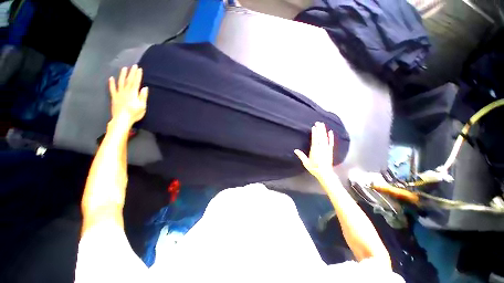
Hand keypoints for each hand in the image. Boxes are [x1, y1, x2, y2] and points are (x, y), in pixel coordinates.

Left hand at [109, 65, 148, 124]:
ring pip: (121, 82)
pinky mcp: (114, 97)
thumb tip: (144, 88)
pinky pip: (112, 89)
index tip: (139, 69)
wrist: (122, 119)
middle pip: (129, 80)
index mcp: (133, 93)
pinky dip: (111, 83)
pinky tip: (111, 78)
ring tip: (124, 68)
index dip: (138, 75)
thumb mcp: (142, 106)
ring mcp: (119, 93)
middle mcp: (126, 91)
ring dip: (122, 75)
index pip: (136, 82)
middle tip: (133, 66)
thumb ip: (143, 96)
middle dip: (131, 73)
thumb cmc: (134, 113)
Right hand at [294, 122, 334, 179]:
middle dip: (319, 129)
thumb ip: (301, 155)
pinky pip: (331, 142)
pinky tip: (330, 132)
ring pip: (325, 138)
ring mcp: (326, 149)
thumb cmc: (314, 168)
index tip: (314, 127)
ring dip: (324, 131)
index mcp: (315, 150)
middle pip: (320, 137)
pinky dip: (331, 137)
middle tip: (318, 122)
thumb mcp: (306, 163)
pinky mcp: (330, 150)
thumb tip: (295, 150)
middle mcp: (321, 148)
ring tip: (322, 124)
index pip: (315, 140)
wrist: (325, 173)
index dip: (314, 133)